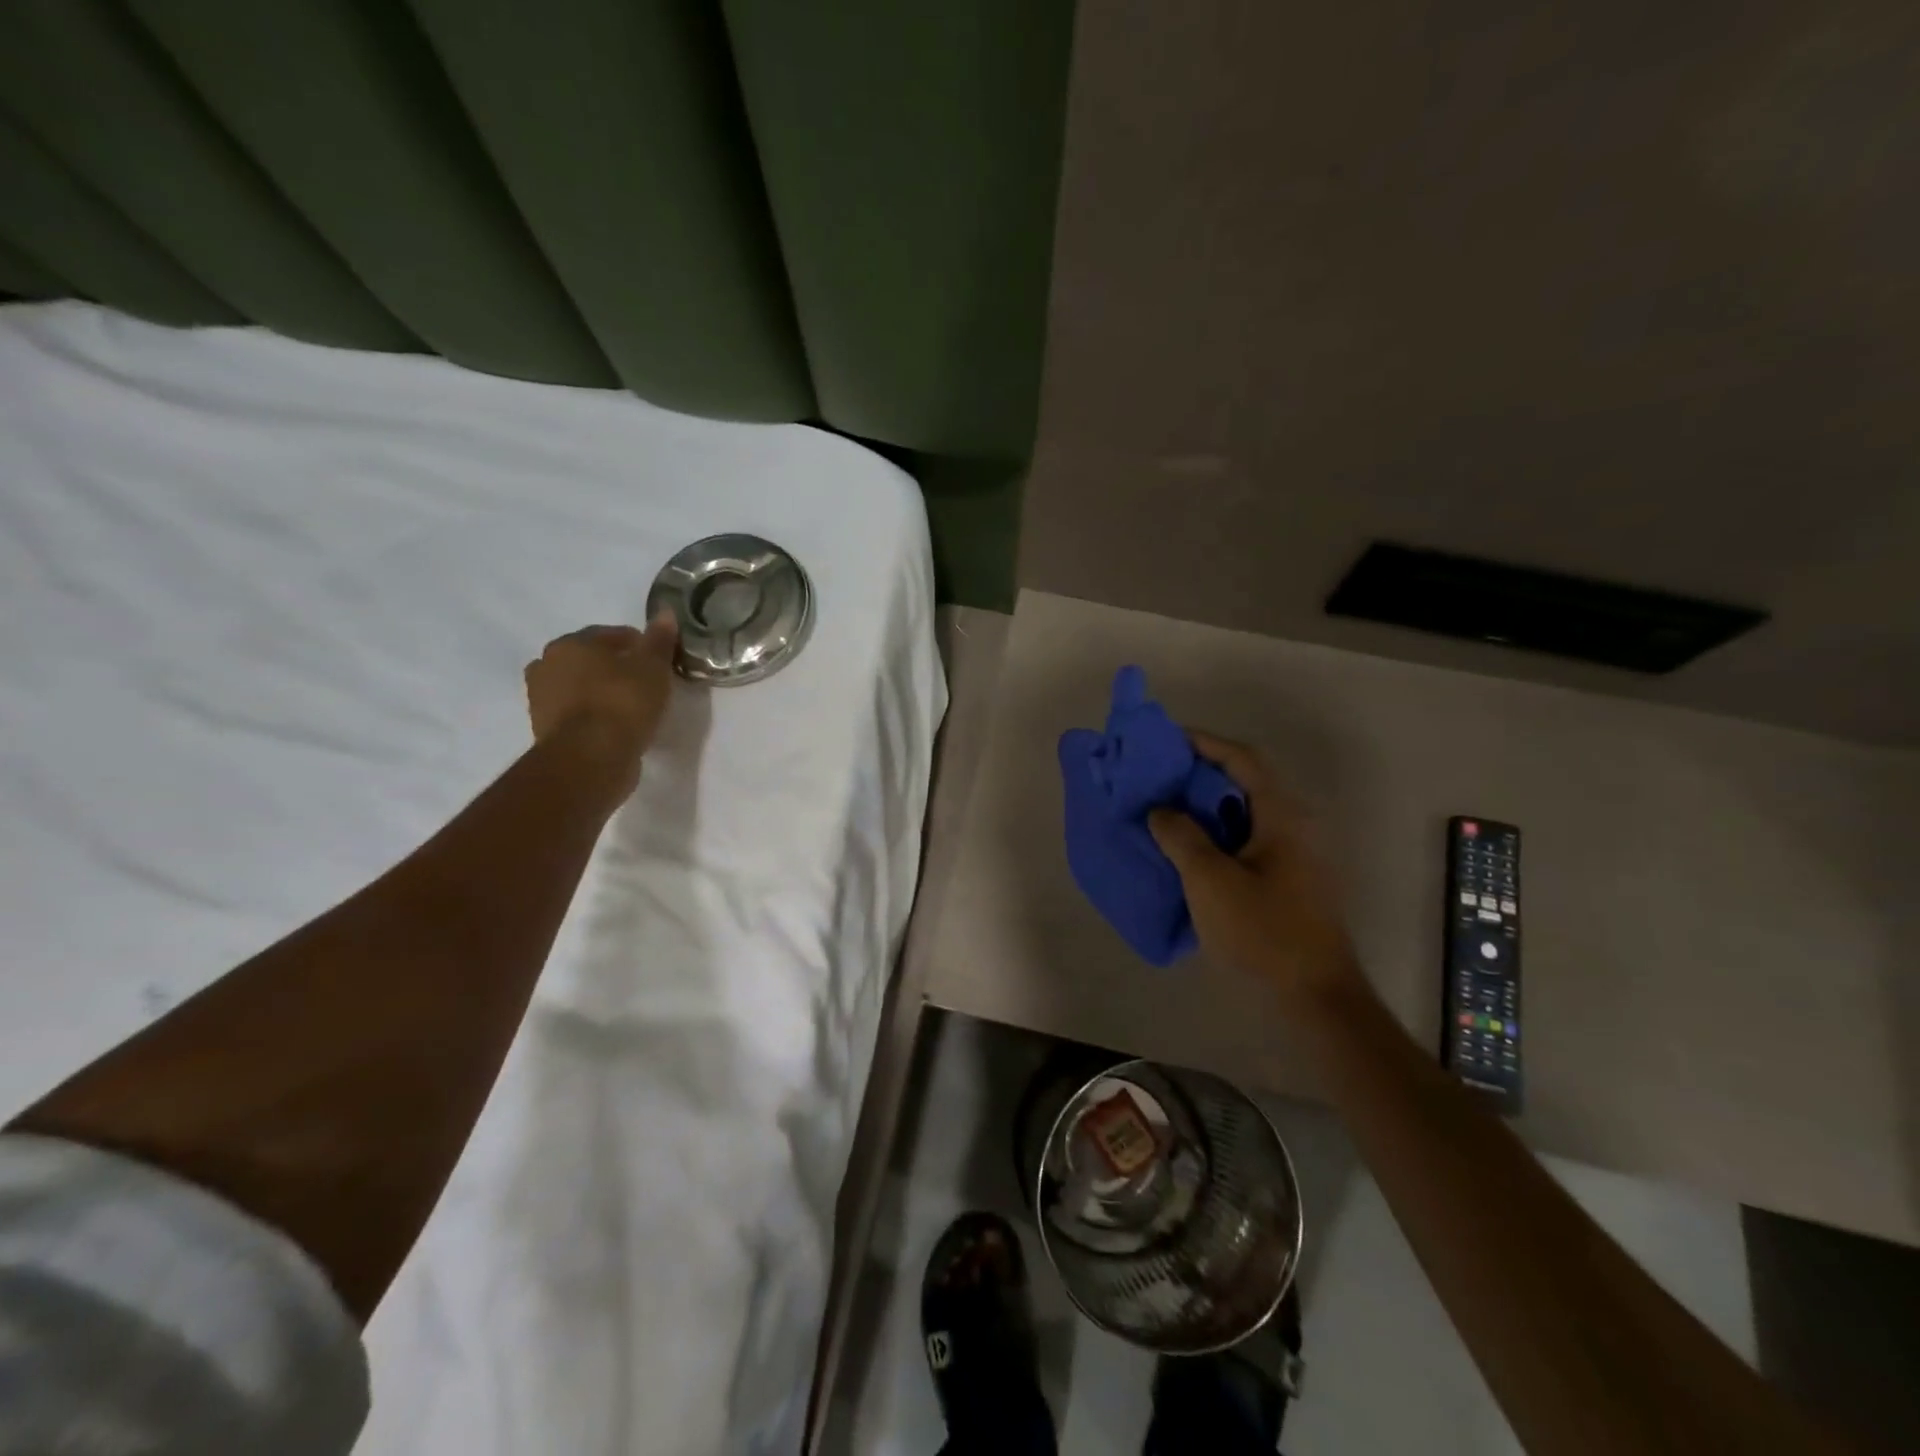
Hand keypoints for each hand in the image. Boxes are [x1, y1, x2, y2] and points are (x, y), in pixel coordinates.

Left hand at [524, 616, 678, 793]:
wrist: (589, 759)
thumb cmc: (622, 703)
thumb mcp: (652, 667)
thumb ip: (659, 640)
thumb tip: (665, 612)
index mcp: (571, 643)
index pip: (610, 635)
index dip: (638, 645)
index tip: (659, 661)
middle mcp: (547, 665)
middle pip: (589, 660)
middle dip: (614, 667)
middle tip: (644, 682)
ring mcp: (541, 700)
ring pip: (580, 688)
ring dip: (600, 692)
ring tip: (631, 707)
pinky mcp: (545, 731)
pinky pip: (576, 714)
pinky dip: (593, 716)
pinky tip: (615, 726)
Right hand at [1149, 732, 1361, 1005]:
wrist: (1314, 998)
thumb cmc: (1263, 932)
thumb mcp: (1210, 880)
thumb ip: (1180, 836)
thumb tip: (1160, 809)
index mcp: (1282, 815)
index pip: (1242, 759)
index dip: (1204, 743)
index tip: (1166, 740)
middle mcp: (1294, 825)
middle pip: (1244, 783)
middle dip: (1198, 775)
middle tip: (1156, 777)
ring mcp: (1294, 855)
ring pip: (1243, 814)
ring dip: (1204, 807)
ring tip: (1163, 810)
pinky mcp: (1287, 881)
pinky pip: (1245, 841)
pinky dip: (1214, 835)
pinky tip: (1185, 850)